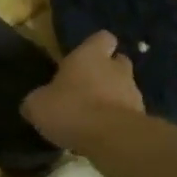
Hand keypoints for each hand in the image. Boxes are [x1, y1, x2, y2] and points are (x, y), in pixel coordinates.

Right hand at [22, 31, 144, 147]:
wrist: (112, 138)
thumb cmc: (71, 109)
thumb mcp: (37, 105)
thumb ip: (38, 99)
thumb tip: (34, 103)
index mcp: (90, 56)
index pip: (102, 38)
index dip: (95, 47)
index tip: (84, 58)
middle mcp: (116, 68)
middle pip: (118, 62)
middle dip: (106, 72)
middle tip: (88, 88)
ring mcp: (133, 93)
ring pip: (124, 89)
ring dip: (112, 99)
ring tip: (93, 117)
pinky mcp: (142, 118)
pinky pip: (128, 114)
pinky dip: (117, 121)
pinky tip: (102, 135)